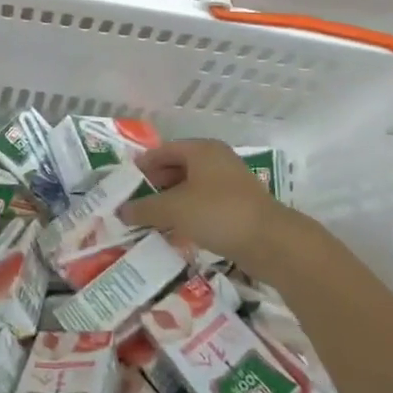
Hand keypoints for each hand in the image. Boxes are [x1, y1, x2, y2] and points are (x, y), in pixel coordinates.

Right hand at [121, 138, 293, 263]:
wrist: (271, 242)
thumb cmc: (218, 213)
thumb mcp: (174, 209)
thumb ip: (145, 208)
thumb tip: (121, 210)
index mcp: (201, 150)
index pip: (162, 151)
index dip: (141, 167)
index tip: (123, 185)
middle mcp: (216, 160)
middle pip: (176, 168)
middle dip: (154, 186)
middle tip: (133, 205)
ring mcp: (230, 183)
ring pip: (190, 188)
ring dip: (170, 203)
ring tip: (150, 221)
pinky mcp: (238, 206)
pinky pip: (204, 205)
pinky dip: (187, 215)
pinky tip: (175, 233)